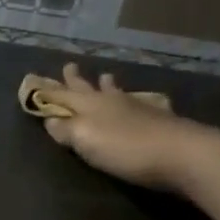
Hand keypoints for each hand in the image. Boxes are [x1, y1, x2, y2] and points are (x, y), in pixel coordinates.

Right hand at [27, 63, 219, 189]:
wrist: (182, 153)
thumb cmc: (125, 148)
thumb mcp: (85, 140)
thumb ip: (65, 130)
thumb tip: (49, 120)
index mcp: (90, 107)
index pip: (63, 96)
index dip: (50, 91)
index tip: (37, 82)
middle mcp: (113, 102)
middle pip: (90, 88)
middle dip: (77, 80)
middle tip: (69, 66)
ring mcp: (140, 108)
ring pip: (118, 93)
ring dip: (109, 85)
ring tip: (107, 76)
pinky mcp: (162, 120)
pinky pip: (146, 104)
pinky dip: (140, 101)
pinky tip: (147, 102)